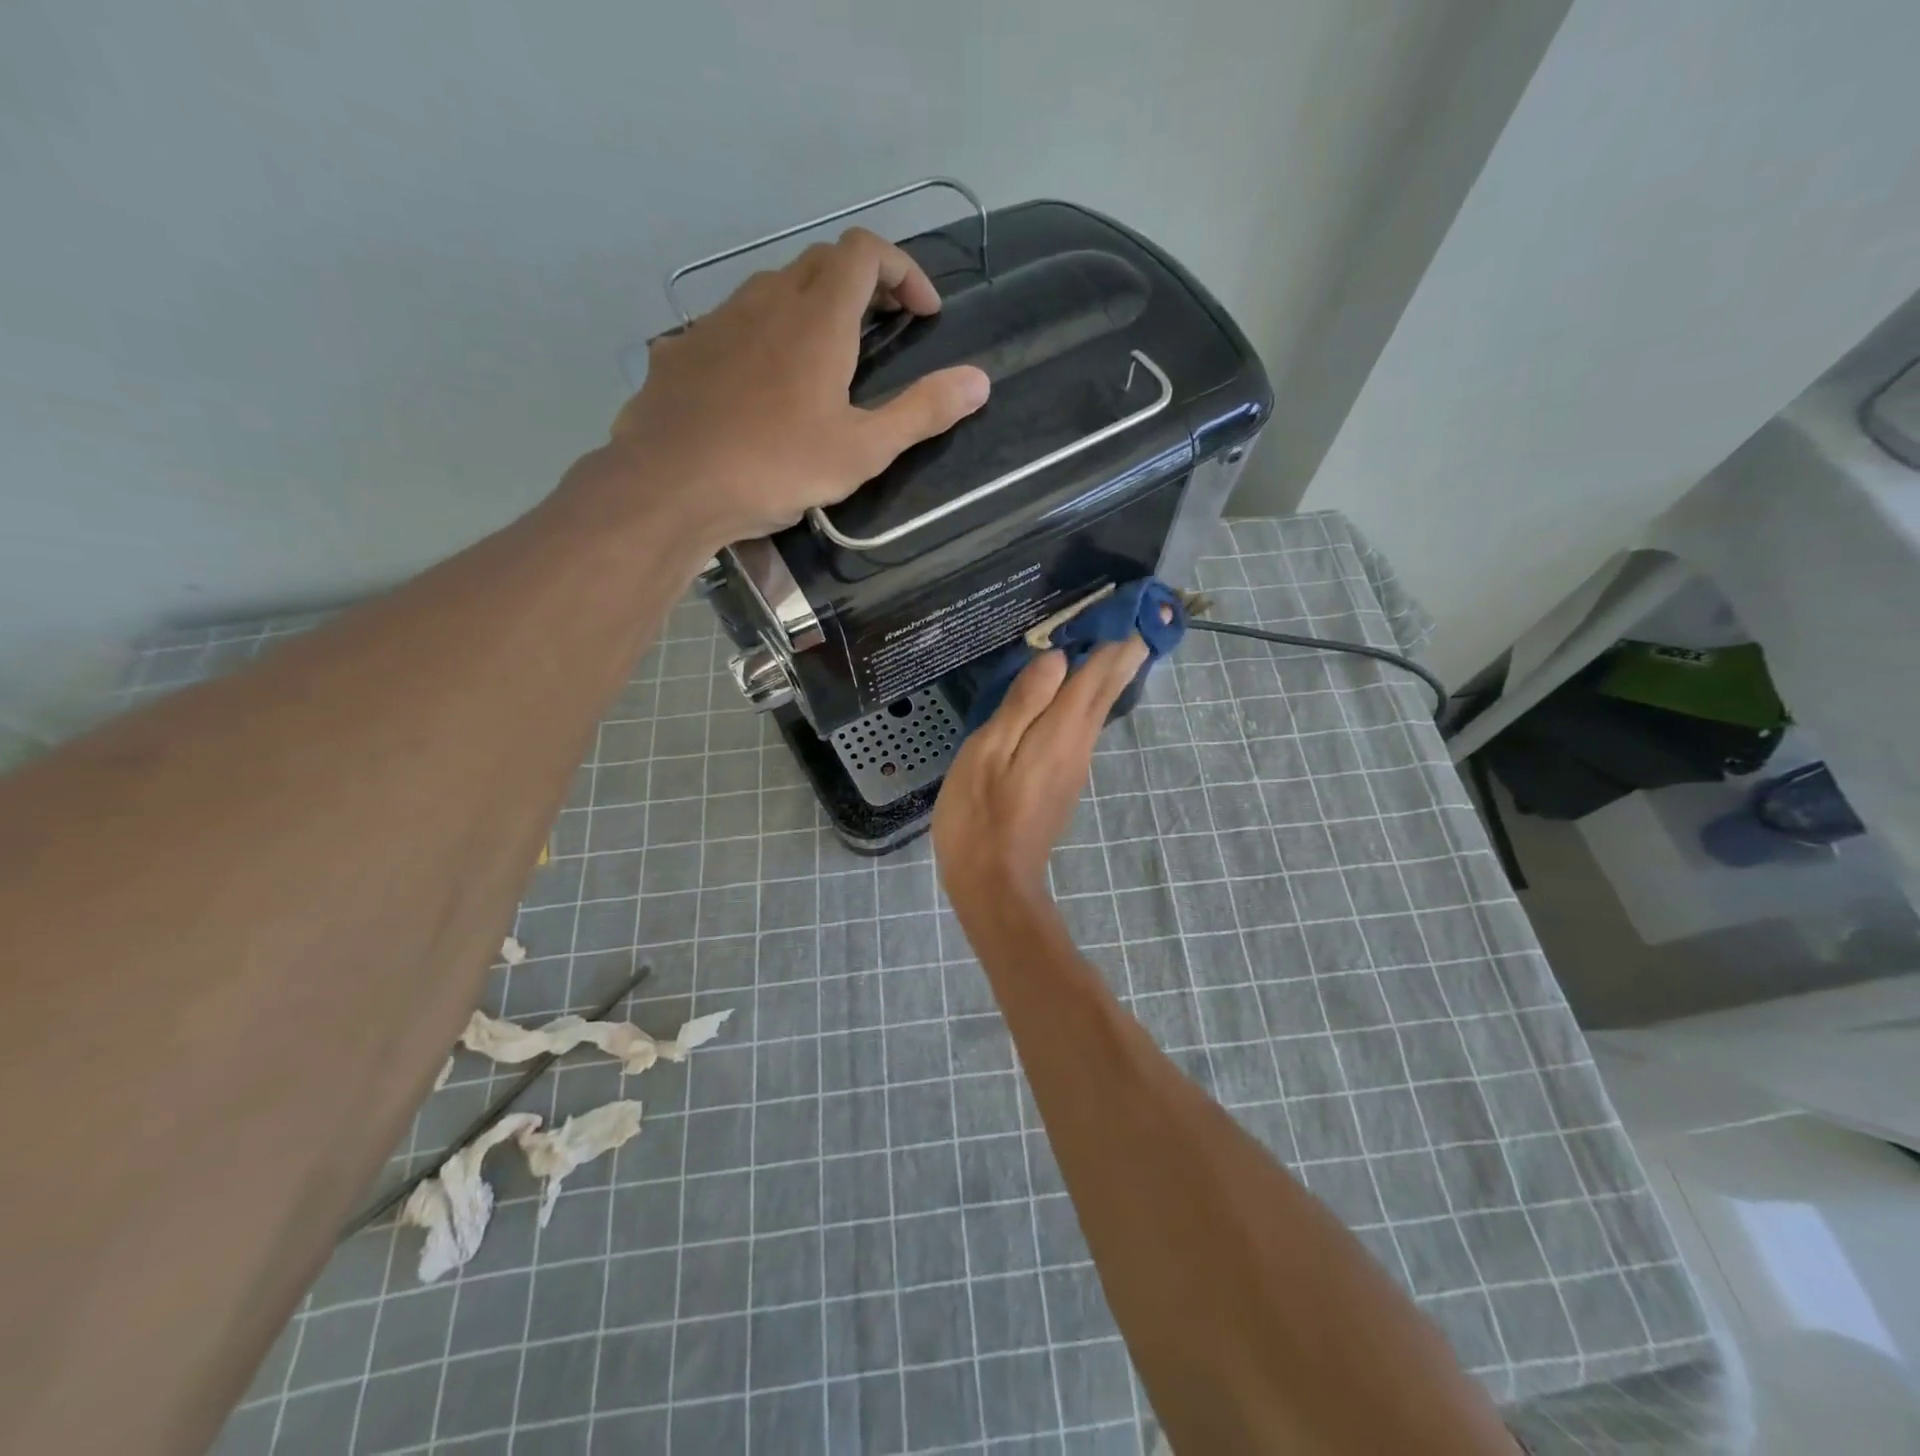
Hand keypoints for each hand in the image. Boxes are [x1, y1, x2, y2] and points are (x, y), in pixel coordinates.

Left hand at [594, 227, 989, 549]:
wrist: (670, 486)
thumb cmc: (776, 468)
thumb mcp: (862, 451)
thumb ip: (922, 412)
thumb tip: (980, 381)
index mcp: (818, 318)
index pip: (865, 251)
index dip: (902, 270)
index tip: (923, 314)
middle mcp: (766, 301)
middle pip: (821, 263)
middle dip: (862, 285)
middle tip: (883, 331)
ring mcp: (717, 321)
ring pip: (773, 290)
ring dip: (810, 309)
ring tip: (824, 361)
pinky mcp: (683, 350)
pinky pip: (733, 325)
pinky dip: (763, 337)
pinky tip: (761, 387)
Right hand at [933, 638, 1149, 912]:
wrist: (995, 883)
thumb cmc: (979, 815)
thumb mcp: (989, 751)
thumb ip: (1024, 703)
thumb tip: (1057, 658)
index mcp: (1060, 731)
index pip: (1095, 674)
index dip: (1113, 640)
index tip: (1132, 608)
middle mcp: (1078, 744)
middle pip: (1105, 692)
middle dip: (1122, 655)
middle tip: (1140, 620)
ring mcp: (1074, 766)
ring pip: (1098, 711)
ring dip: (1108, 677)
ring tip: (1116, 645)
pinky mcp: (1063, 782)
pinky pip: (1083, 728)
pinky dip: (1089, 702)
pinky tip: (1081, 696)